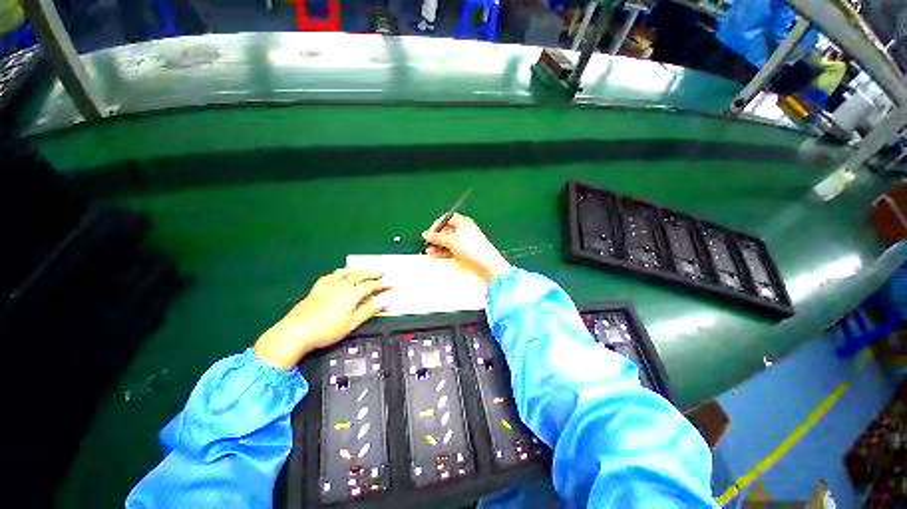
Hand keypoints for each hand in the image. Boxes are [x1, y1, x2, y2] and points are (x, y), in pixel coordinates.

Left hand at [254, 269, 390, 369]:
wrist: (295, 332)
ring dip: (356, 270)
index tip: (391, 285)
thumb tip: (387, 300)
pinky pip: (329, 277)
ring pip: (345, 273)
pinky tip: (337, 275)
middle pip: (359, 275)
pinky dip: (337, 274)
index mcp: (352, 293)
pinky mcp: (316, 290)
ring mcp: (327, 286)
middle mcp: (341, 285)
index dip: (383, 285)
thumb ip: (370, 309)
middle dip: (371, 273)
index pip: (371, 285)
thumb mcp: (352, 322)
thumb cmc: (327, 330)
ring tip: (362, 271)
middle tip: (381, 273)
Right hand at [422, 213, 511, 284]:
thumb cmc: (471, 247)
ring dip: (439, 246)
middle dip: (436, 238)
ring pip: (449, 241)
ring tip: (430, 253)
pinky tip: (437, 256)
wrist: (486, 263)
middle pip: (447, 231)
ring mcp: (466, 240)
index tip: (429, 234)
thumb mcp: (450, 241)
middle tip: (428, 245)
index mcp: (463, 222)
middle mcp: (465, 229)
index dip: (437, 225)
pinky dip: (444, 252)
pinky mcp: (466, 250)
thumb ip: (437, 237)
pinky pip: (452, 249)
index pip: (446, 218)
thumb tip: (426, 234)